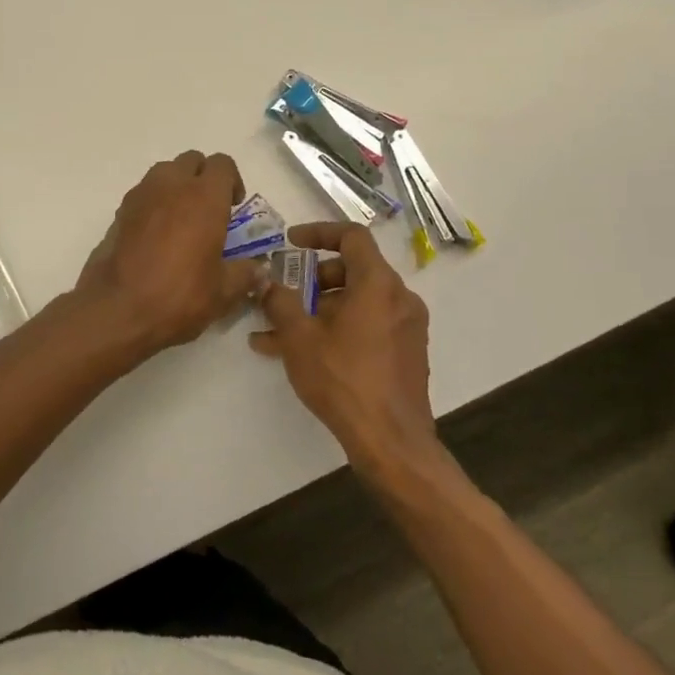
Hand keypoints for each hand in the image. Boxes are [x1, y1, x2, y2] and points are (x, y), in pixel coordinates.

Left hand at [75, 151, 264, 359]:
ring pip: (165, 172)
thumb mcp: (223, 293)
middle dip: (203, 178)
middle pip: (192, 160)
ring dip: (177, 186)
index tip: (233, 208)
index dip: (232, 181)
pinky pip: (144, 192)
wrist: (116, 309)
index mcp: (204, 198)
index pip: (222, 164)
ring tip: (182, 220)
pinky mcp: (120, 210)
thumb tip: (258, 270)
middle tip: (209, 211)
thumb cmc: (178, 296)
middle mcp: (172, 186)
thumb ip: (245, 274)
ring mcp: (141, 195)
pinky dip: (155, 202)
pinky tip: (156, 235)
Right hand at [250, 222, 443, 480]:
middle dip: (312, 280)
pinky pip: (367, 325)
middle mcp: (399, 298)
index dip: (318, 233)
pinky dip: (337, 329)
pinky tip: (302, 354)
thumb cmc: (343, 379)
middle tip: (284, 296)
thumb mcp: (299, 337)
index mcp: (378, 284)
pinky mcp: (406, 353)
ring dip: (318, 310)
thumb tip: (268, 282)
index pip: (352, 236)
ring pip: (356, 302)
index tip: (291, 243)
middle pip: (352, 270)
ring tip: (277, 334)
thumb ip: (280, 301)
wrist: (391, 442)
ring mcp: (406, 327)